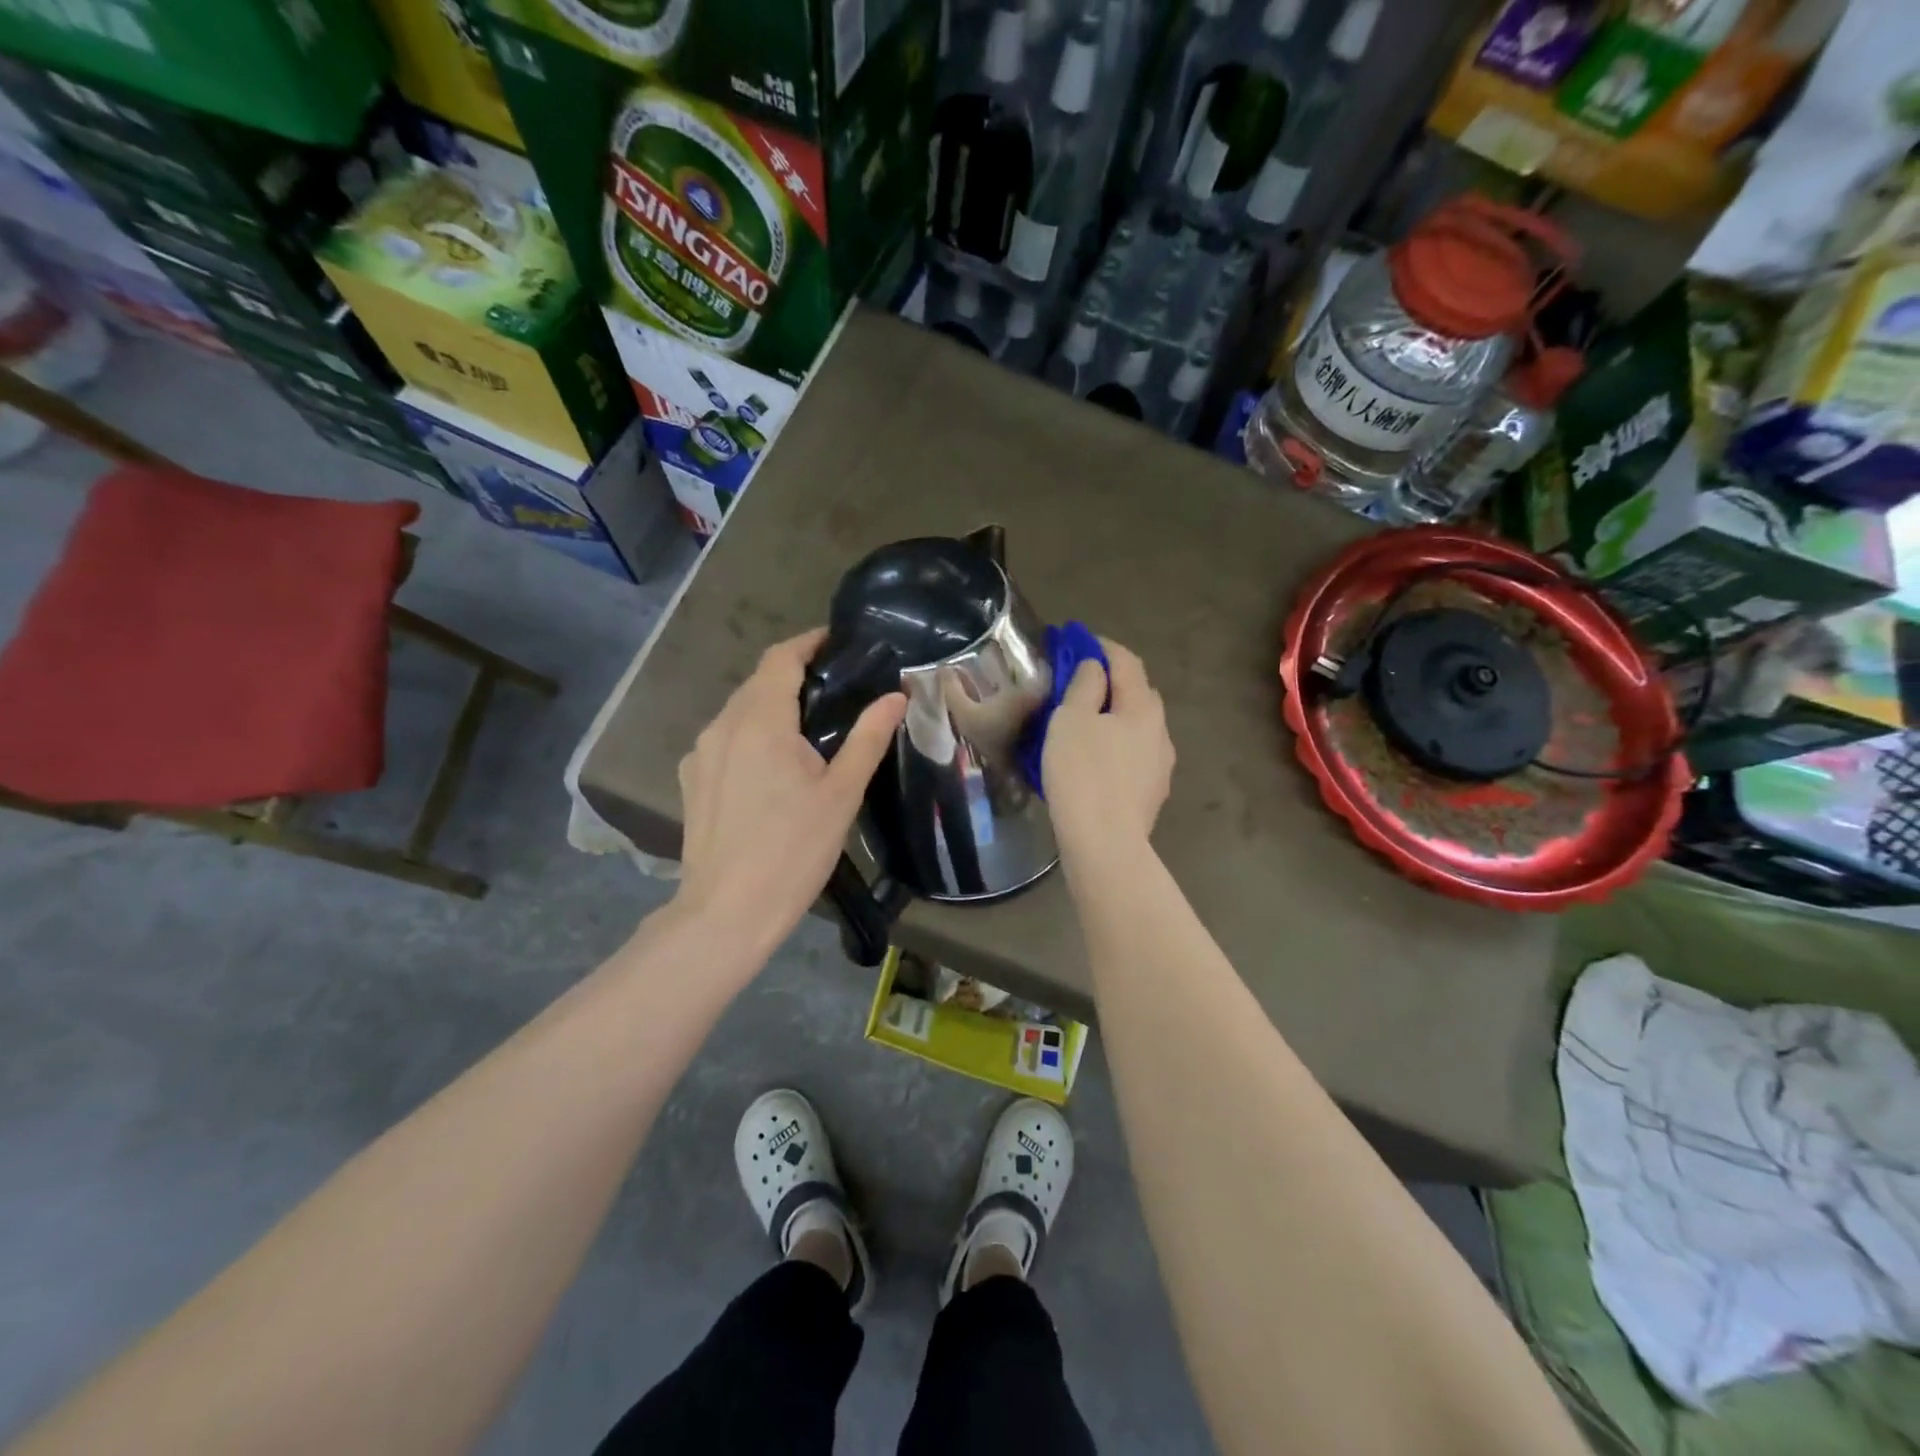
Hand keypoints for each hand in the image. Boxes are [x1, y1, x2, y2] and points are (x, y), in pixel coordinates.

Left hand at [674, 629, 904, 958]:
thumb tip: (895, 696)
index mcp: (760, 721)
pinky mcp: (691, 781)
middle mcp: (722, 726)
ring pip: (738, 712)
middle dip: (793, 676)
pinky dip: (751, 736)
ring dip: (771, 707)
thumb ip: (868, 738)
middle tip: (835, 689)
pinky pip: (724, 741)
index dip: (808, 643)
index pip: (780, 658)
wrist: (727, 912)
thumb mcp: (841, 794)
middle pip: (758, 683)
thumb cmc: (793, 850)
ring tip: (808, 730)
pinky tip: (772, 768)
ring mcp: (699, 755)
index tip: (836, 641)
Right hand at [1041, 639, 1173, 852]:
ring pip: (1137, 727)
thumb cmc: (1083, 774)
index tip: (1077, 642)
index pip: (1126, 662)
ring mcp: (1160, 765)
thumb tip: (1095, 667)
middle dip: (1110, 682)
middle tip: (1077, 683)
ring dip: (1114, 717)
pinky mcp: (1152, 792)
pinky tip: (1096, 761)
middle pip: (1138, 693)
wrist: (1104, 844)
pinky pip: (1133, 755)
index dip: (1102, 647)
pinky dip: (1116, 745)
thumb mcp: (1071, 720)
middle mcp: (1160, 731)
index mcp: (1143, 707)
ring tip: (1084, 725)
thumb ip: (1084, 685)